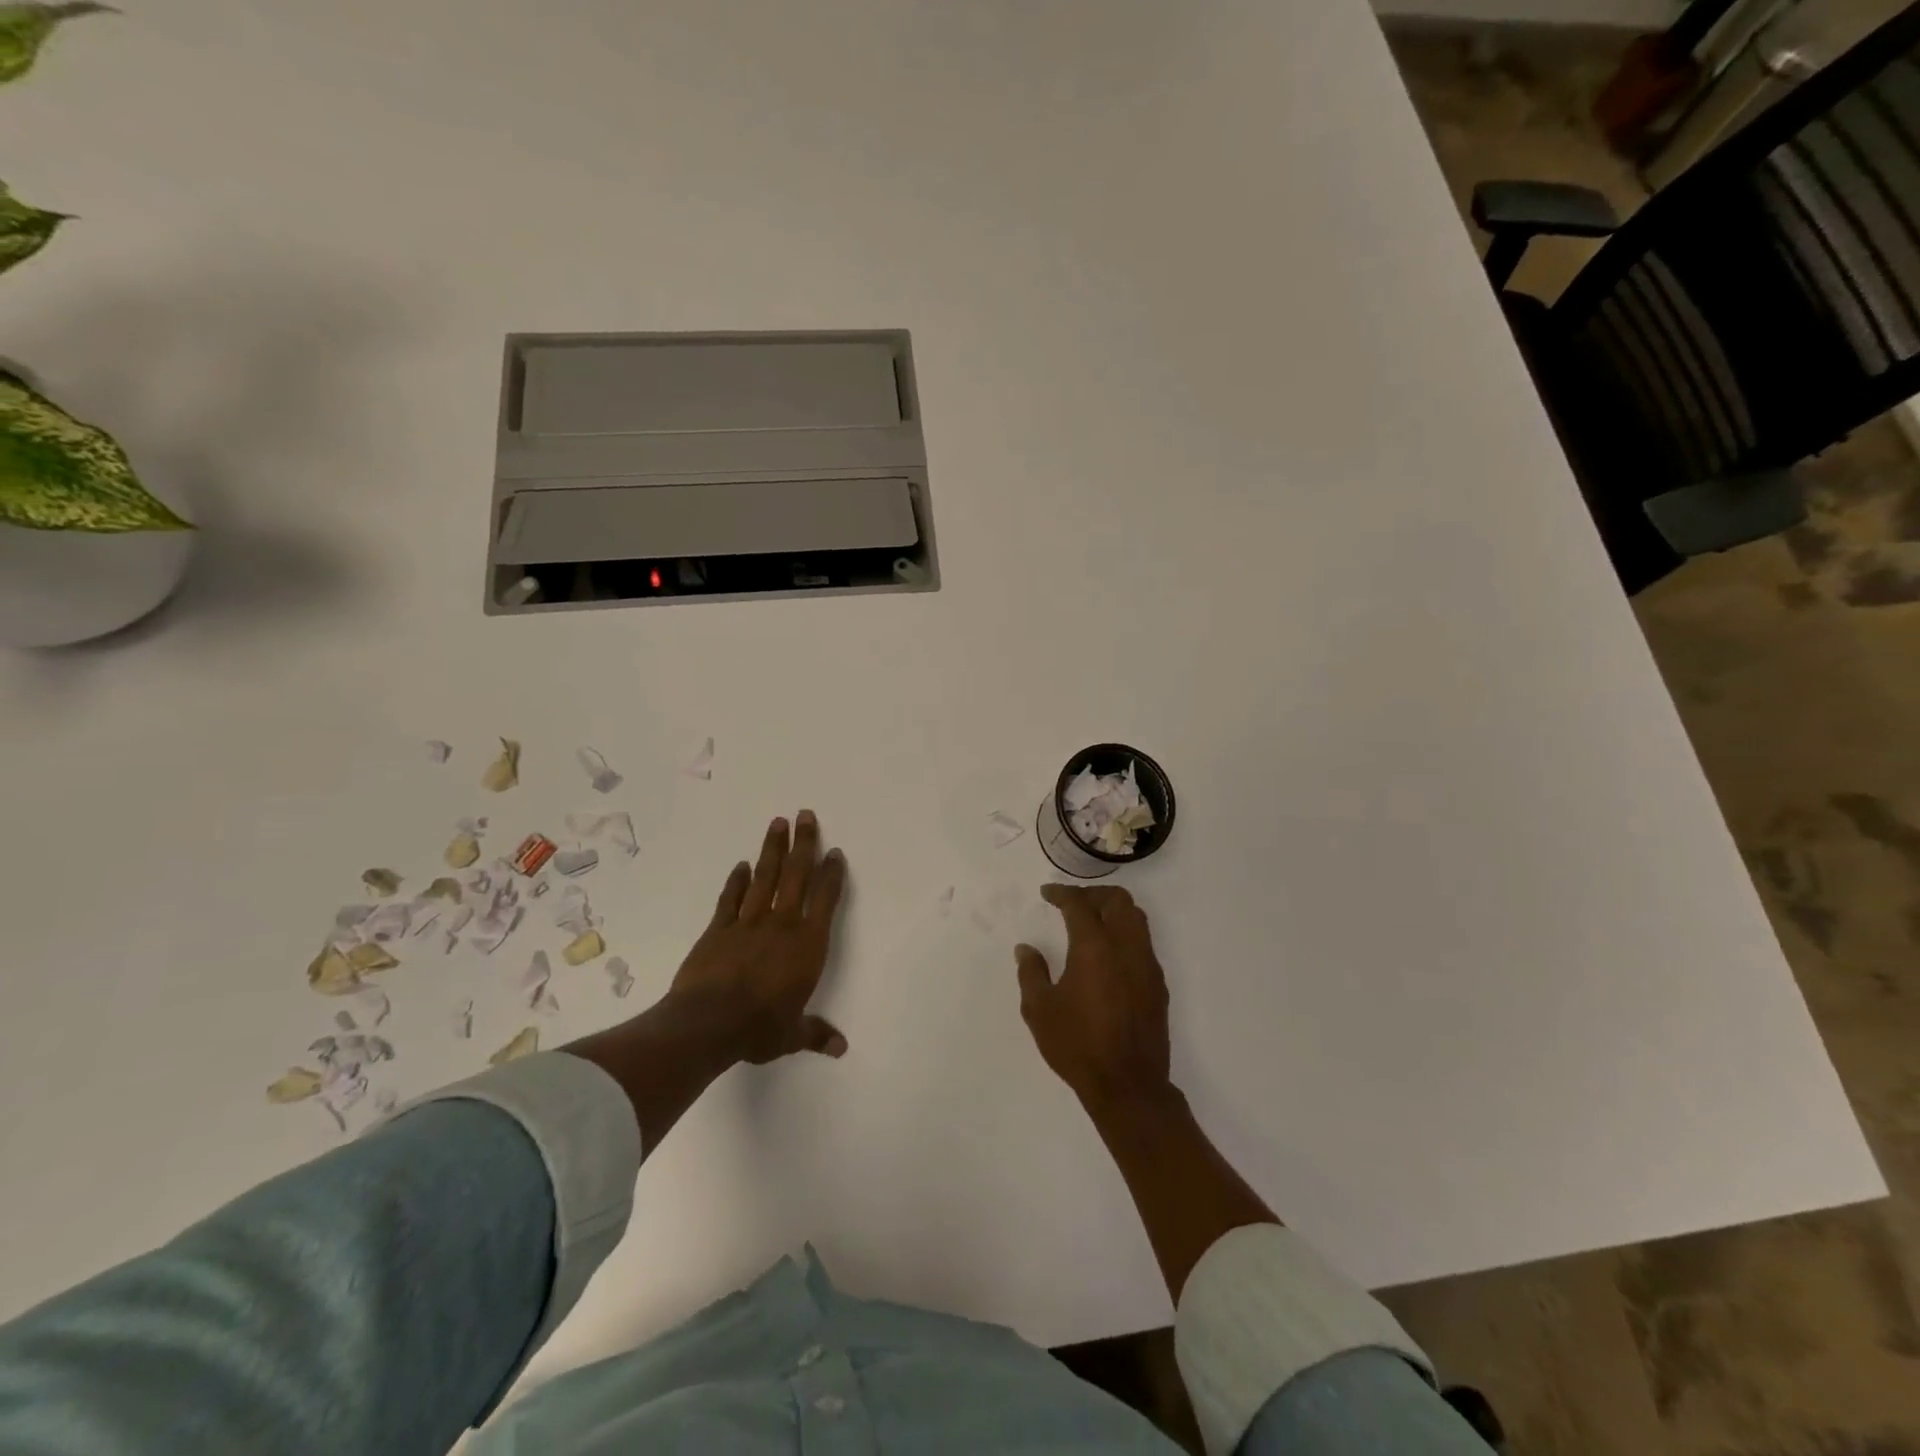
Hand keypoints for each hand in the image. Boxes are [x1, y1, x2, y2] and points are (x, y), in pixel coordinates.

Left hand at [667, 810, 848, 1064]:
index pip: (825, 900)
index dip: (832, 874)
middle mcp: (782, 925)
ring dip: (772, 850)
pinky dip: (736, 881)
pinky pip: (730, 899)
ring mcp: (748, 923)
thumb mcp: (791, 1036)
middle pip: (796, 876)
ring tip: (778, 823)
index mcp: (807, 945)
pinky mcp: (718, 929)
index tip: (835, 852)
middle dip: (803, 844)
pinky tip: (741, 865)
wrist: (706, 1025)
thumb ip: (815, 1034)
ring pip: (765, 878)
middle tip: (806, 815)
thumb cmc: (758, 1028)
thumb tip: (841, 1048)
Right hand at [1015, 884, 1171, 1112]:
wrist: (1128, 1086)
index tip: (1047, 894)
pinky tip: (1109, 955)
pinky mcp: (1158, 984)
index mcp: (1094, 947)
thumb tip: (1027, 949)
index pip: (1079, 905)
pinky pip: (1144, 943)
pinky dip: (1126, 934)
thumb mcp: (1040, 1010)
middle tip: (1073, 904)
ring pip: (1137, 918)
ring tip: (1092, 923)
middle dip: (1094, 894)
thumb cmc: (1077, 1045)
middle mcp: (1125, 947)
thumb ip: (1031, 973)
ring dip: (1114, 911)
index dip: (1061, 894)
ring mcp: (1147, 965)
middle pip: (1118, 900)